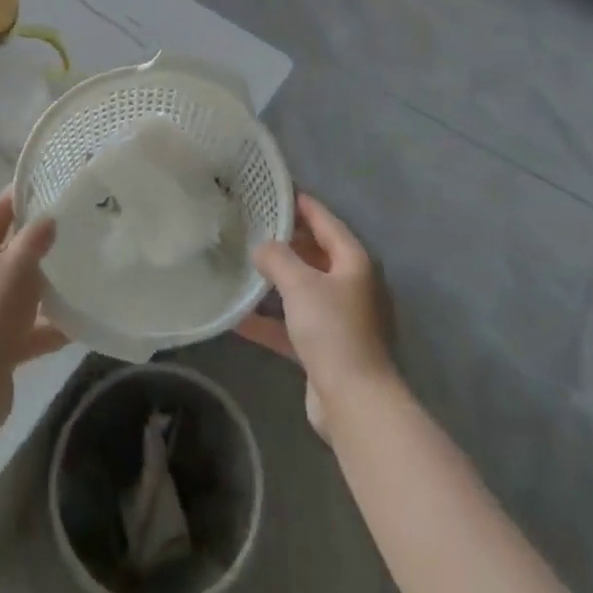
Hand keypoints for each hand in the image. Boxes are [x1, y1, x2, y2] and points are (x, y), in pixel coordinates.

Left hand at [0, 191, 68, 419]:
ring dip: (46, 285)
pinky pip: (29, 329)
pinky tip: (80, 324)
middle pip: (8, 251)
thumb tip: (47, 217)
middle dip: (38, 241)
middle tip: (74, 227)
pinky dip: (50, 326)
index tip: (49, 185)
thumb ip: (34, 239)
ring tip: (82, 272)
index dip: (18, 197)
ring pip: (20, 291)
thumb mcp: (16, 267)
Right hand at [236, 193, 394, 434]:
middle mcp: (351, 285)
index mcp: (353, 261)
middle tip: (251, 226)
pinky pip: (293, 324)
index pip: (325, 220)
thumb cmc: (333, 330)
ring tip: (242, 264)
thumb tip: (261, 247)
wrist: (355, 402)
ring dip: (275, 281)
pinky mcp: (326, 348)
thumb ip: (277, 258)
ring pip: (302, 289)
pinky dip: (270, 320)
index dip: (301, 204)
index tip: (274, 190)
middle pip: (315, 253)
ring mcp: (340, 318)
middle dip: (285, 241)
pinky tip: (238, 318)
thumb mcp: (301, 284)